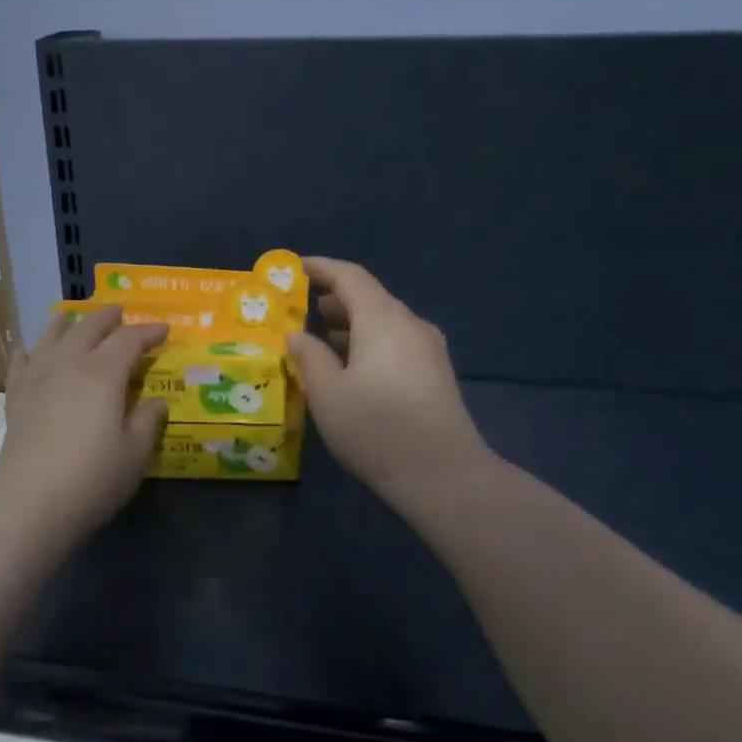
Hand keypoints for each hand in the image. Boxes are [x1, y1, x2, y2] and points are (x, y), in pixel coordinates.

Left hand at [0, 305, 169, 548]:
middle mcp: (69, 363)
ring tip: (72, 316)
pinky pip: (21, 360)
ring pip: (51, 335)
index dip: (149, 332)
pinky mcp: (15, 396)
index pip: (130, 339)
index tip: (164, 330)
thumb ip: (148, 421)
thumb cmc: (92, 478)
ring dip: (67, 322)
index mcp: (104, 372)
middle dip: (108, 317)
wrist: (30, 503)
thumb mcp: (135, 453)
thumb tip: (156, 402)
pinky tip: (28, 349)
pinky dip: (29, 349)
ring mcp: (37, 377)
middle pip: (89, 327)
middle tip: (121, 313)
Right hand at [288, 258, 489, 503]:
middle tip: (305, 305)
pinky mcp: (436, 373)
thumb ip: (309, 357)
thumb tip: (298, 335)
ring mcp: (429, 349)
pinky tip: (354, 365)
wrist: (444, 474)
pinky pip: (397, 341)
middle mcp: (409, 325)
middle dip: (336, 297)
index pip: (350, 277)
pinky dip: (370, 341)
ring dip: (353, 321)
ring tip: (324, 334)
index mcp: (382, 320)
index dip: (322, 268)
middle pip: (371, 297)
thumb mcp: (327, 394)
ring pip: (385, 321)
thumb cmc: (376, 428)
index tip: (297, 267)